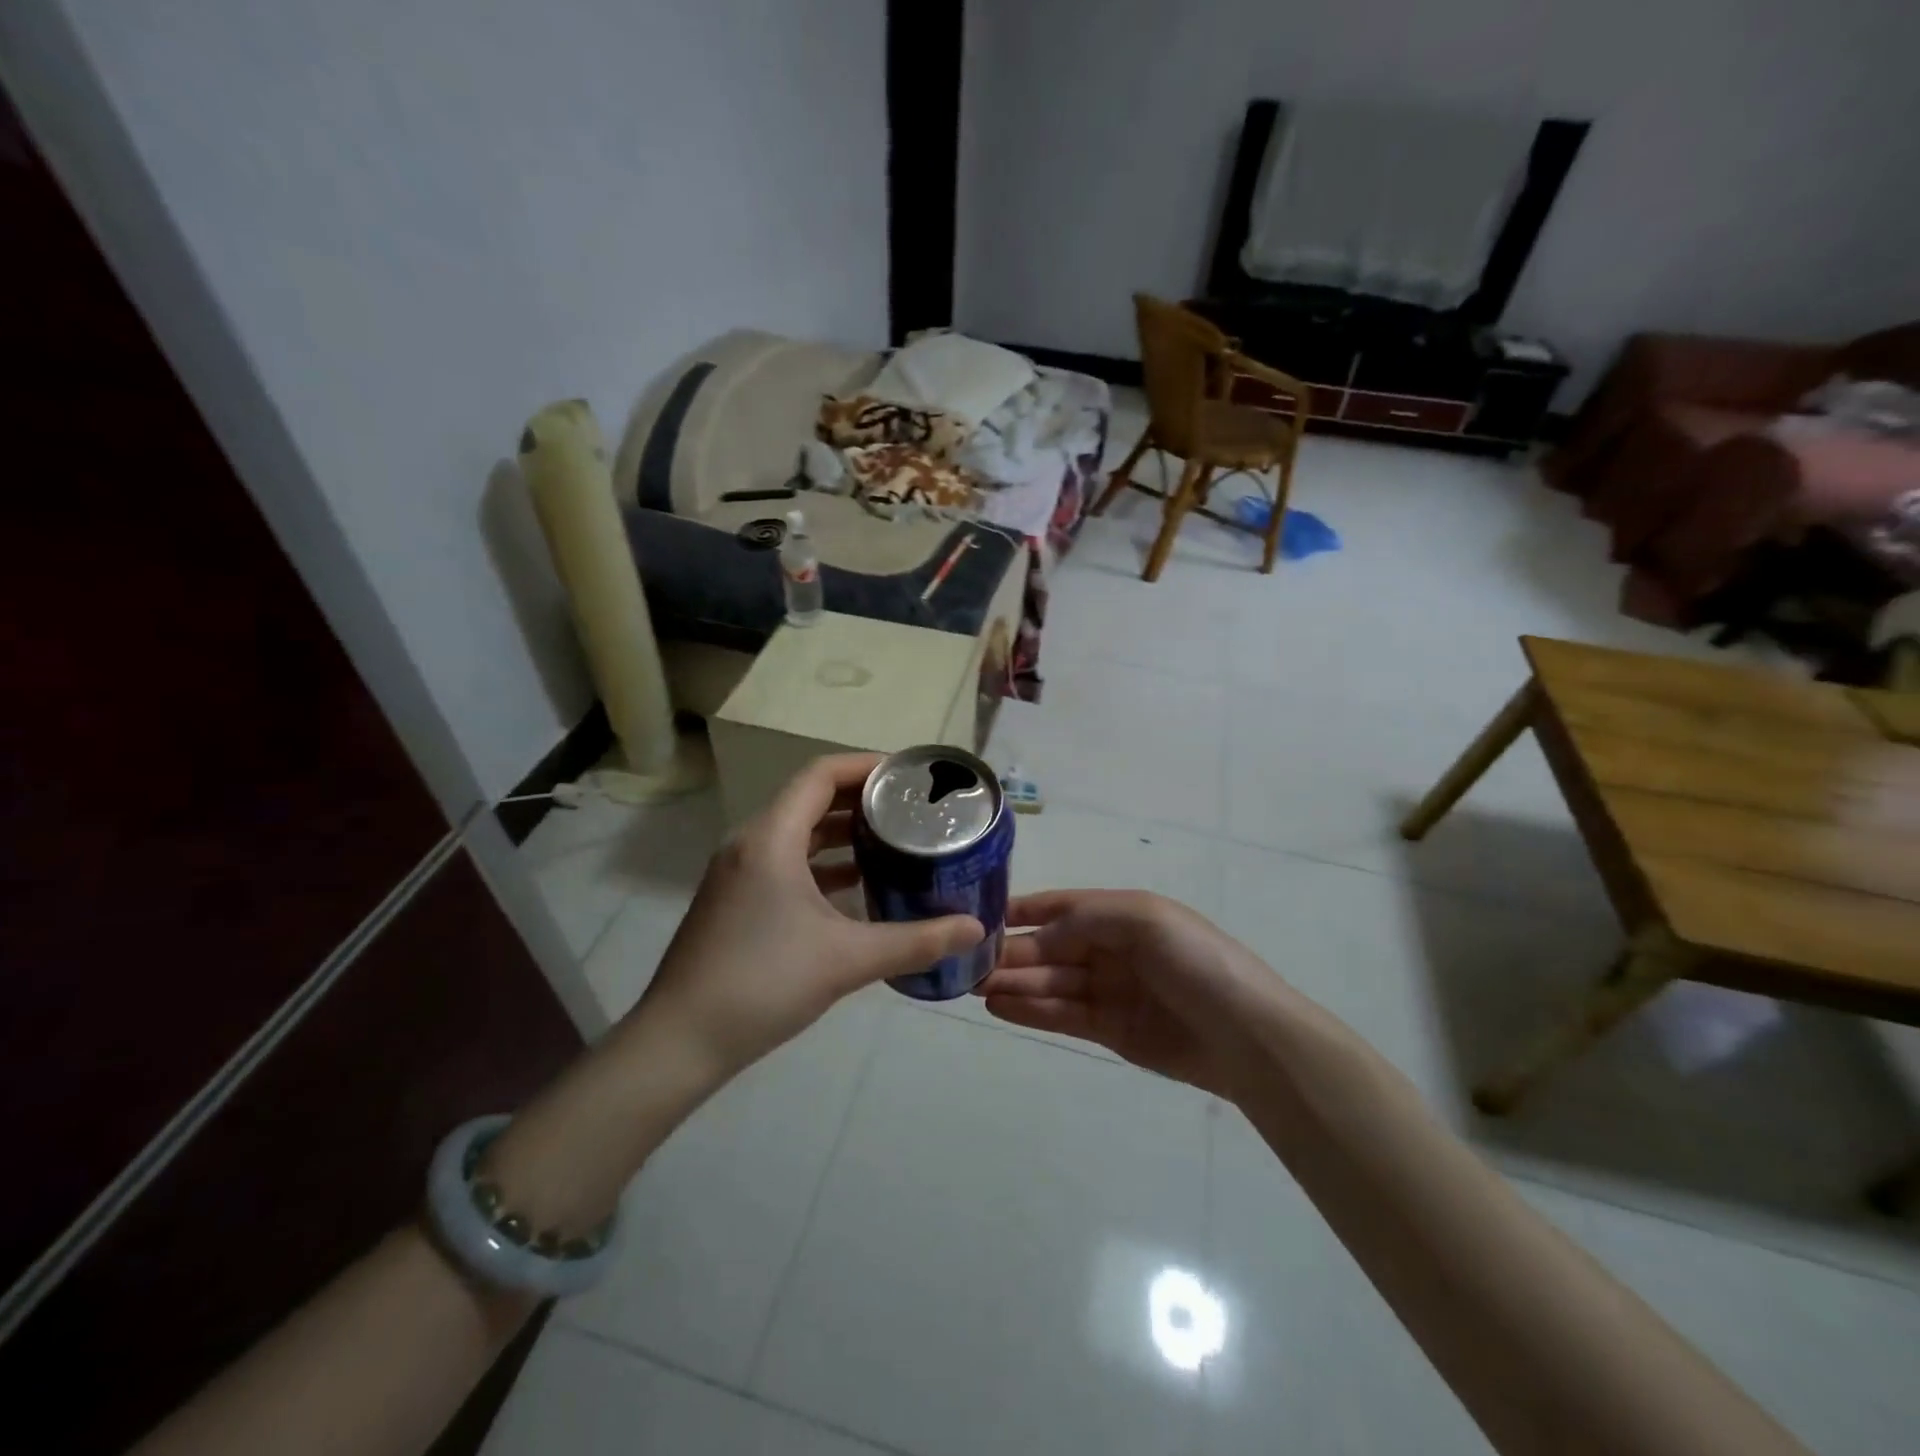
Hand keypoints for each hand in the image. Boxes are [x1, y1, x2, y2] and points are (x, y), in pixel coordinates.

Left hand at [638, 753, 984, 1074]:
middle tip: (911, 809)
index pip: (821, 775)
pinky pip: (785, 860)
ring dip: (842, 832)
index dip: (866, 766)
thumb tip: (975, 928)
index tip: (909, 777)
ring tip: (893, 840)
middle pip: (810, 798)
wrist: (679, 1041)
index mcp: (771, 838)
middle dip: (861, 799)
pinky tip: (857, 885)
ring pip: (797, 832)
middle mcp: (750, 843)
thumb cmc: (763, 984)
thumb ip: (917, 941)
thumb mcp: (848, 960)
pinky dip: (822, 862)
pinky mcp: (735, 898)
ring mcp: (738, 872)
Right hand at [976, 890, 1279, 1097]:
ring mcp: (1111, 991)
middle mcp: (1112, 949)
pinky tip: (1000, 1007)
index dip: (1025, 910)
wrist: (1246, 1036)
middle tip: (967, 963)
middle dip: (1012, 952)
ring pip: (1051, 982)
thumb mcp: (1143, 919)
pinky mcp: (1111, 1030)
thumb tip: (1039, 933)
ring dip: (1014, 982)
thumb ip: (1085, 920)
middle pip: (1051, 948)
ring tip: (974, 987)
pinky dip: (1031, 1010)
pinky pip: (1063, 1015)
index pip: (1063, 906)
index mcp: (1122, 914)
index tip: (983, 915)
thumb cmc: (1196, 962)